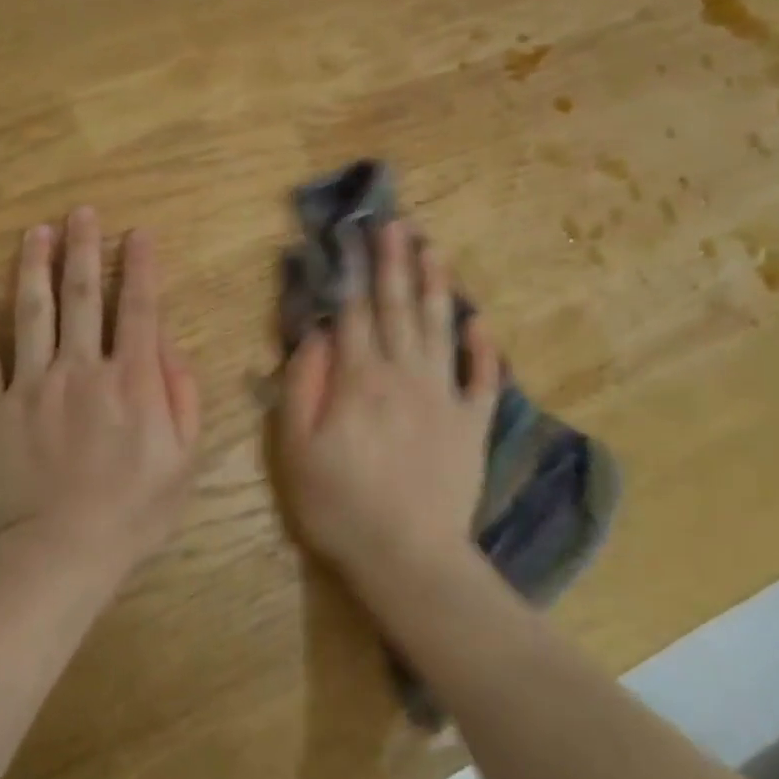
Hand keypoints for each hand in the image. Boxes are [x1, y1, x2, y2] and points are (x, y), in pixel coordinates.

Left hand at [0, 207, 201, 579]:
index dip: (140, 266)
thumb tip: (168, 348)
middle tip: (81, 212)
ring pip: (32, 313)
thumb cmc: (132, 512)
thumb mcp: (184, 460)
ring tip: (35, 231)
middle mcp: (80, 369)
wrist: (57, 556)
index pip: (139, 308)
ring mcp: (30, 387)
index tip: (137, 232)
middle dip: (84, 249)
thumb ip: (182, 397)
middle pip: (83, 296)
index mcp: (131, 380)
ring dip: (34, 267)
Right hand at [278, 221, 499, 592]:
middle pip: (398, 307)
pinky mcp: (472, 423)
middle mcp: (404, 374)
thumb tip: (315, 334)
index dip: (352, 270)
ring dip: (437, 285)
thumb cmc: (340, 506)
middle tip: (396, 223)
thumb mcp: (296, 449)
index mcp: (360, 378)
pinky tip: (480, 320)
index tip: (354, 234)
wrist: (408, 556)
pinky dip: (483, 348)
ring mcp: (444, 396)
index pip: (354, 311)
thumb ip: (302, 386)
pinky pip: (481, 377)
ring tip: (434, 249)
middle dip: (395, 262)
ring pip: (439, 328)